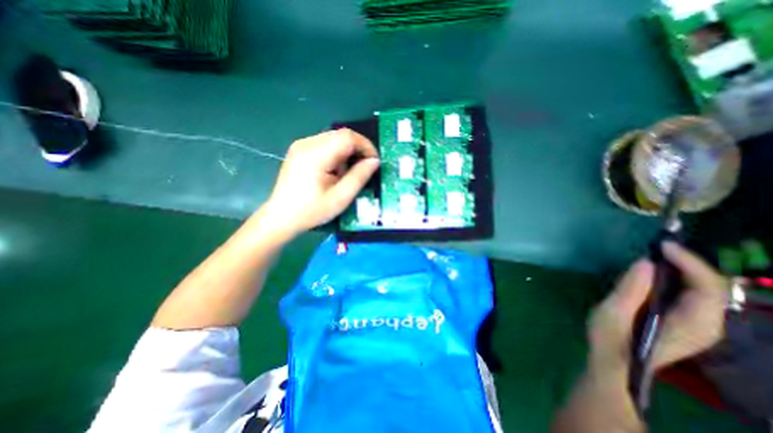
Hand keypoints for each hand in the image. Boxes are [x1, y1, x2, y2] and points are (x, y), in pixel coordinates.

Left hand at [259, 129, 378, 237]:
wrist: (281, 217)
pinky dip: (337, 154)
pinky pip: (325, 144)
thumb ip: (359, 177)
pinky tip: (334, 171)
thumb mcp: (341, 197)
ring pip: (334, 139)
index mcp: (315, 155)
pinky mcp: (300, 150)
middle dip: (357, 149)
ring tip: (346, 173)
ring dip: (347, 152)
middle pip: (341, 135)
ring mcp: (301, 145)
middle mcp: (307, 144)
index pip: (348, 137)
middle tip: (363, 169)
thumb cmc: (311, 211)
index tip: (374, 162)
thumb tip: (374, 161)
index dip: (365, 146)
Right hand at [590, 242, 728, 377]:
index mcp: (691, 324)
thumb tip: (645, 262)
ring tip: (656, 254)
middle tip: (657, 247)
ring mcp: (699, 324)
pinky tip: (657, 272)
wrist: (615, 364)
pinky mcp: (686, 321)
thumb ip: (630, 289)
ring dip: (684, 268)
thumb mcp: (612, 313)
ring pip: (705, 288)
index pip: (707, 288)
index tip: (663, 246)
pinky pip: (693, 293)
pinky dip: (679, 277)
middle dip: (688, 262)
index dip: (689, 262)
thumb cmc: (610, 340)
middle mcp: (706, 324)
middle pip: (712, 286)